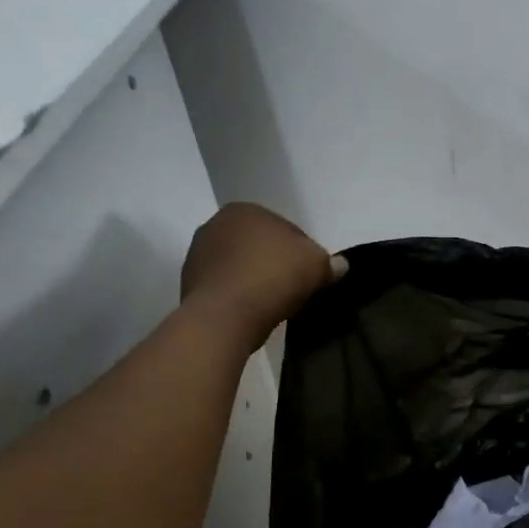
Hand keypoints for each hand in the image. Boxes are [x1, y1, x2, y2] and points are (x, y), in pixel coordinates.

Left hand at [180, 203, 340, 349]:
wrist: (224, 317)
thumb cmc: (272, 278)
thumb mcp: (316, 266)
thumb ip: (330, 263)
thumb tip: (340, 265)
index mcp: (245, 210)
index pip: (285, 229)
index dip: (303, 252)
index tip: (311, 275)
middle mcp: (215, 224)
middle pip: (259, 246)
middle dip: (275, 263)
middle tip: (294, 288)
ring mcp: (197, 255)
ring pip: (240, 266)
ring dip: (255, 279)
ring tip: (273, 303)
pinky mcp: (188, 285)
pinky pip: (226, 287)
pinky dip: (239, 295)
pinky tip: (252, 311)